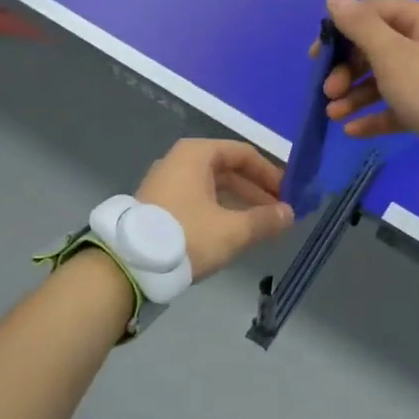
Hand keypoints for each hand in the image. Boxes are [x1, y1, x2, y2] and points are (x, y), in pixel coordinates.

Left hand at [135, 139, 294, 278]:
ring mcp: (166, 182)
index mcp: (197, 154)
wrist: (129, 265)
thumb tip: (289, 214)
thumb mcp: (232, 230)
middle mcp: (180, 161)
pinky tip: (234, 231)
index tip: (289, 194)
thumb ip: (264, 220)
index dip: (270, 174)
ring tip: (262, 225)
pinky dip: (220, 211)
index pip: (244, 154)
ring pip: (213, 187)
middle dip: (257, 191)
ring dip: (240, 203)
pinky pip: (198, 199)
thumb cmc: (186, 236)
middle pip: (228, 170)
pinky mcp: (159, 205)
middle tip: (279, 213)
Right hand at [316, 0, 418, 150]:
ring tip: (333, 115)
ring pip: (384, 79)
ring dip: (354, 95)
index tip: (316, 55)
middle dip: (346, 70)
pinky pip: (397, 106)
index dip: (340, 31)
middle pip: (376, 48)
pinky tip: (351, 131)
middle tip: (328, 92)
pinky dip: (375, 115)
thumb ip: (360, 25)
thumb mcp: (391, 53)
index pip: (372, 13)